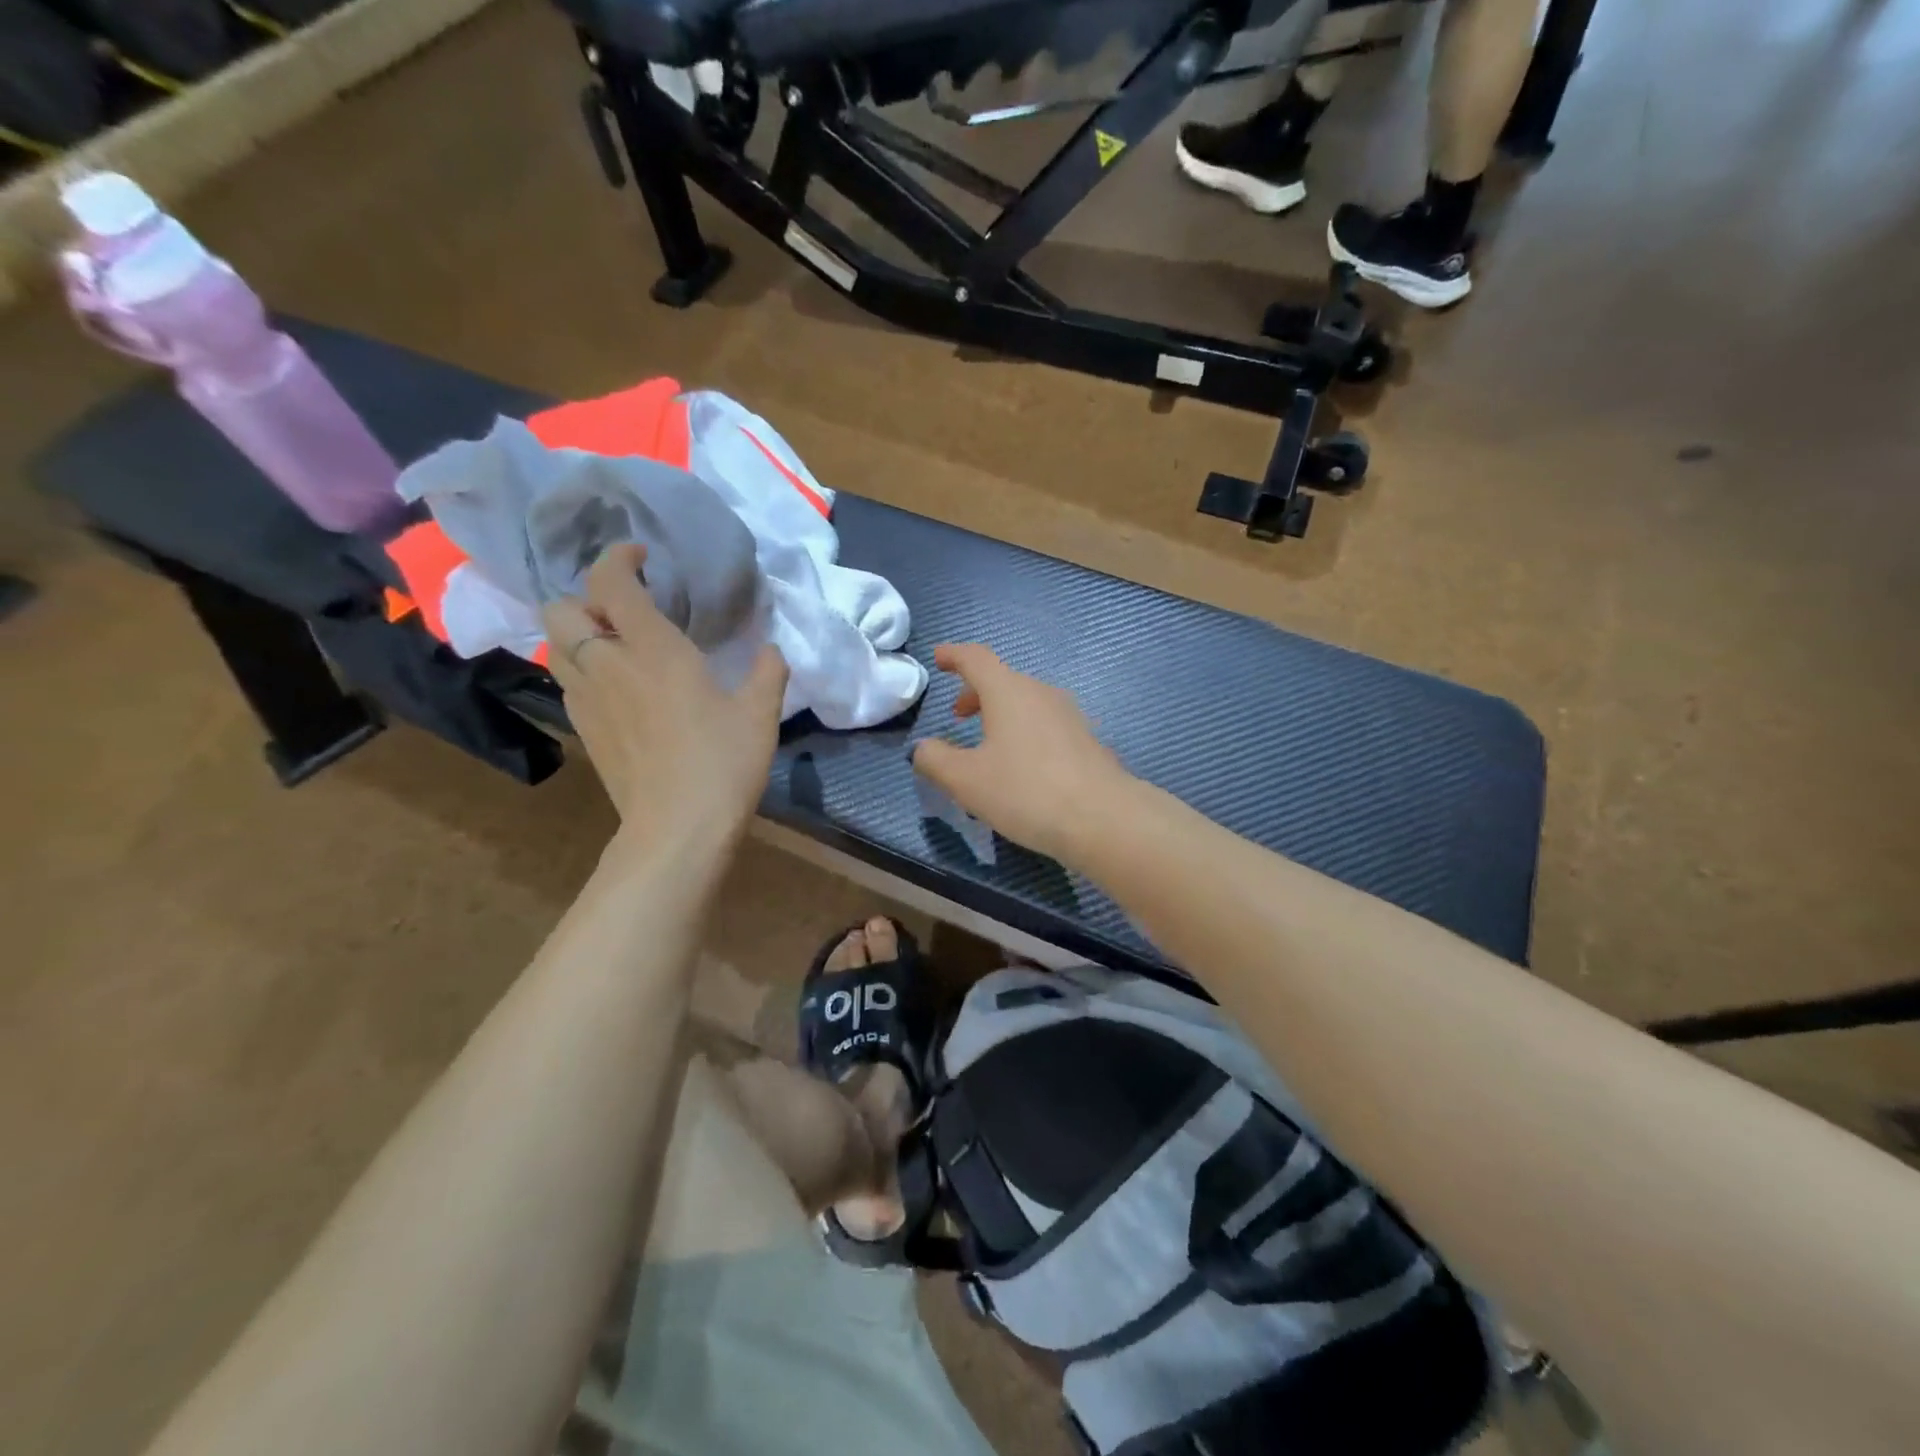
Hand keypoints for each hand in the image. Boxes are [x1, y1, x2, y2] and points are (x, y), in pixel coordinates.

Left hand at [543, 544, 787, 847]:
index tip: (642, 559)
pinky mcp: (584, 731)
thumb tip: (773, 650)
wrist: (678, 828)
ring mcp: (588, 700)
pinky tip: (619, 690)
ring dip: (580, 634)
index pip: (611, 582)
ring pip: (556, 646)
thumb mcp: (761, 714)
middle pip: (561, 609)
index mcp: (653, 649)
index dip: (619, 558)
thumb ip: (768, 671)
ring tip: (618, 647)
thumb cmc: (723, 763)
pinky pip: (569, 682)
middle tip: (625, 612)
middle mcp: (608, 665)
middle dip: (586, 597)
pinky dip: (584, 671)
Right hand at [911, 644, 1126, 860]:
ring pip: (1025, 702)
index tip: (939, 659)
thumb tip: (923, 748)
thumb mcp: (966, 780)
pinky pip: (1044, 724)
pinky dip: (1023, 732)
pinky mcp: (1085, 740)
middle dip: (975, 692)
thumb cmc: (1026, 791)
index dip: (954, 655)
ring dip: (1000, 714)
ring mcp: (1068, 715)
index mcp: (1008, 691)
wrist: (1103, 818)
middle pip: (1002, 680)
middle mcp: (1040, 693)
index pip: (976, 658)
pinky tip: (1020, 767)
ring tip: (986, 745)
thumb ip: (935, 760)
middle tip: (958, 716)